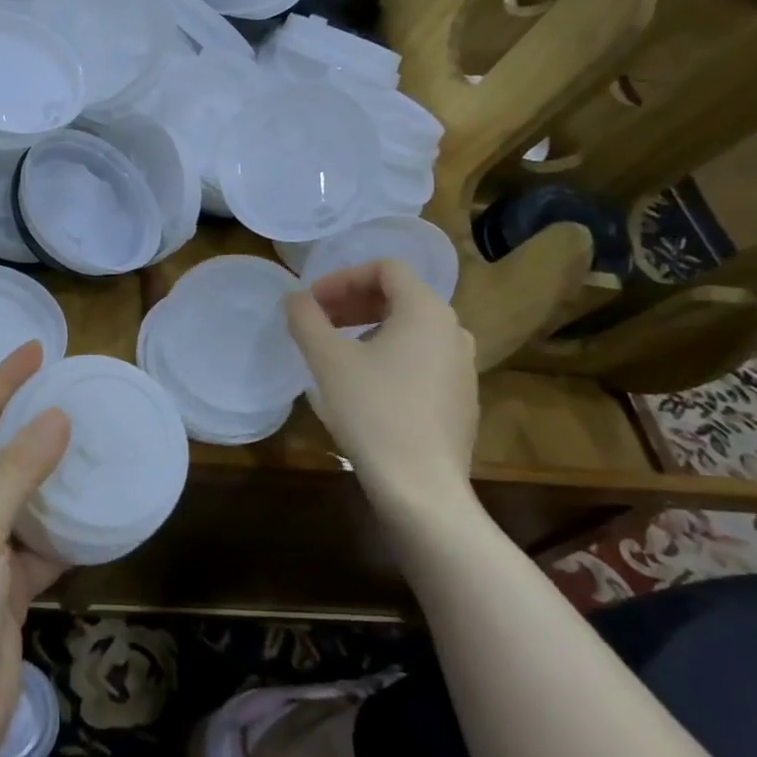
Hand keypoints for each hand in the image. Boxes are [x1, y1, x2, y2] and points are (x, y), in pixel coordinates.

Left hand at [0, 341, 71, 756]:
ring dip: (54, 473)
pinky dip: (68, 526)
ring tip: (92, 440)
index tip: (37, 350)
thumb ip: (18, 474)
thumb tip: (58, 418)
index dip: (1, 384)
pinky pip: (43, 540)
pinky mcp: (11, 583)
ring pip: (24, 496)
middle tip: (71, 391)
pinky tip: (98, 510)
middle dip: (30, 422)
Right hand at [288, 258, 480, 527]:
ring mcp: (462, 367)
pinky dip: (388, 356)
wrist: (421, 487)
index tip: (311, 302)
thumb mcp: (328, 361)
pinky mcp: (460, 399)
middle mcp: (453, 330)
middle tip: (317, 323)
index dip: (342, 277)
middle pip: (400, 296)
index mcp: (426, 311)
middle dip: (352, 302)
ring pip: (410, 329)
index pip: (386, 268)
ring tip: (335, 353)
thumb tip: (295, 299)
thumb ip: (306, 320)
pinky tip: (363, 387)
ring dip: (368, 328)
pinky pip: (421, 359)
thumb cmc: (373, 412)